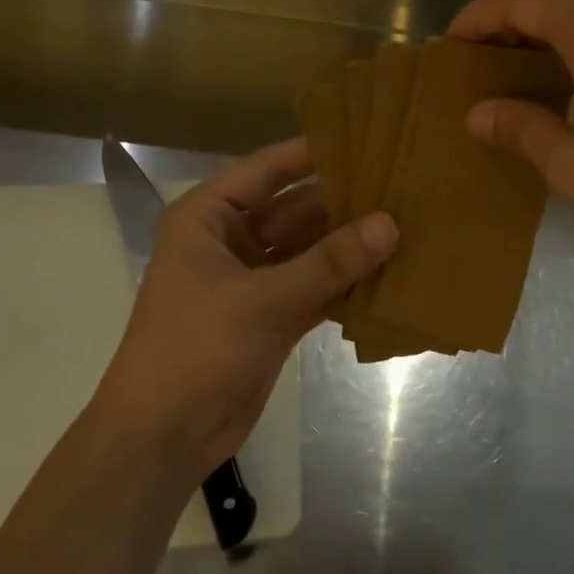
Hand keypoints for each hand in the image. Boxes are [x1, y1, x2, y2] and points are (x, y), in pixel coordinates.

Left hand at [94, 139, 395, 481]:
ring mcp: (254, 281)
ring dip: (350, 245)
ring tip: (408, 225)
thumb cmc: (196, 349)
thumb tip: (391, 224)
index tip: (369, 138)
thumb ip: (329, 262)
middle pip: (295, 210)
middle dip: (344, 203)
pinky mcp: (272, 317)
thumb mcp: (263, 299)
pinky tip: (390, 273)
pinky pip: (316, 287)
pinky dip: (346, 284)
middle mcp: (231, 241)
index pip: (268, 170)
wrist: (165, 434)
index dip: (315, 153)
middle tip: (403, 187)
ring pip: (309, 251)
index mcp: (208, 218)